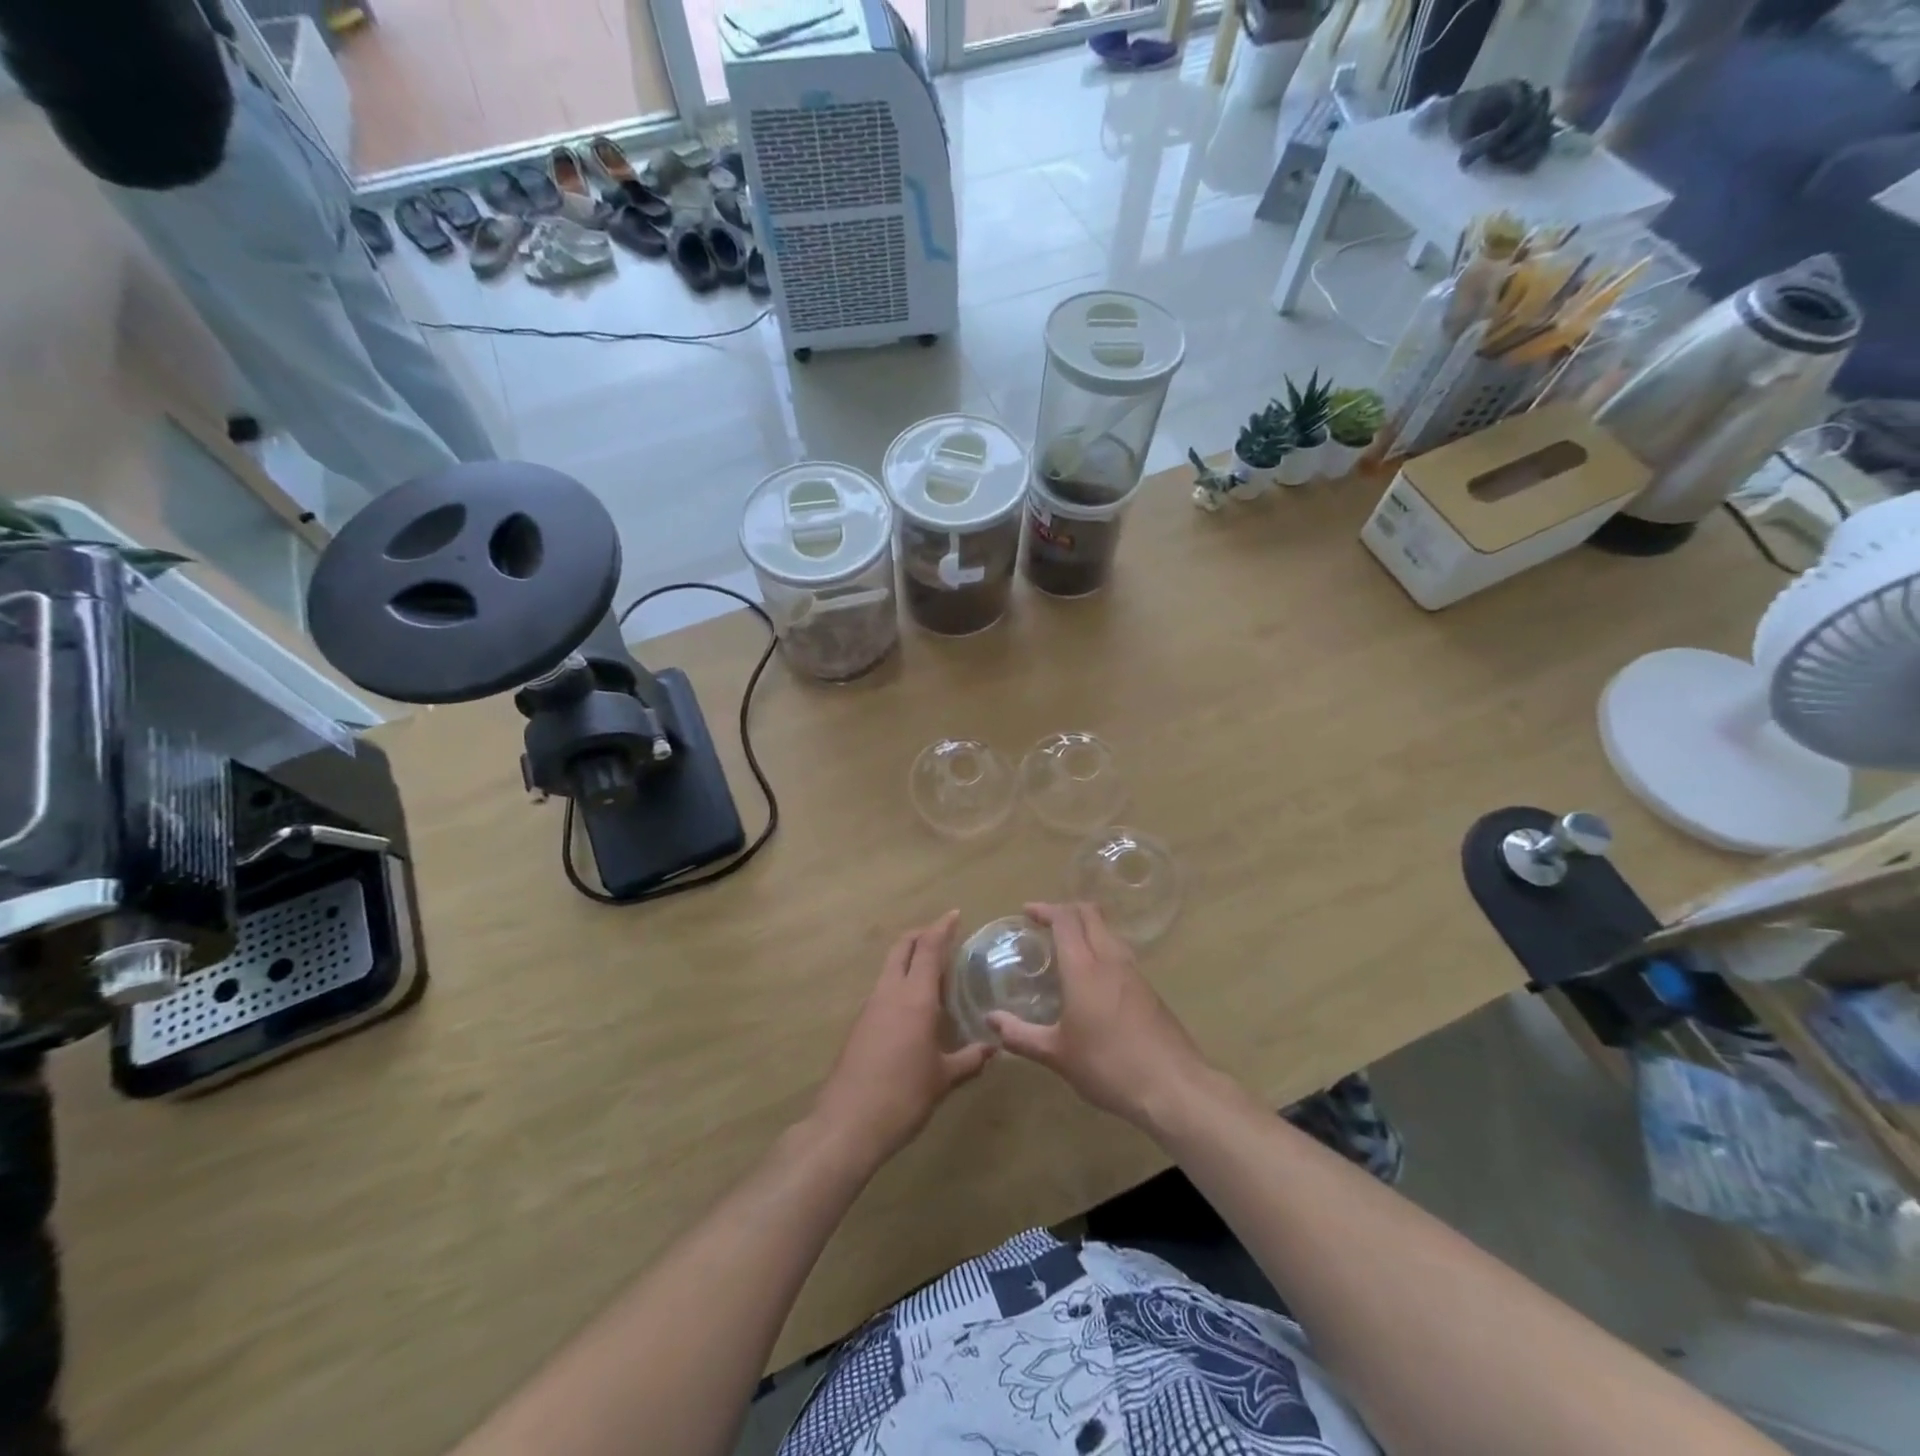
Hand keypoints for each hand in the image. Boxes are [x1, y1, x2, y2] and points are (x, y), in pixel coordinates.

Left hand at [809, 912, 994, 1173]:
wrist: (847, 1123)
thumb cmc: (903, 1096)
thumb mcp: (944, 1079)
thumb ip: (970, 1059)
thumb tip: (993, 1048)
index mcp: (915, 998)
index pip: (928, 948)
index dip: (942, 928)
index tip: (955, 914)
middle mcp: (890, 993)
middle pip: (902, 948)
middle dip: (921, 935)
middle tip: (941, 935)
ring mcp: (870, 1007)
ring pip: (889, 967)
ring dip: (908, 959)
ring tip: (931, 972)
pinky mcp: (859, 1025)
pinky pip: (882, 990)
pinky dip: (899, 983)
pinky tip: (911, 1006)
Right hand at [986, 902, 1209, 1131]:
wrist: (1173, 1086)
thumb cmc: (1108, 1066)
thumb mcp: (1057, 1055)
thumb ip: (1021, 1035)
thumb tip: (991, 1021)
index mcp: (1085, 968)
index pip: (1065, 920)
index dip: (1046, 909)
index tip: (1027, 911)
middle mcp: (1111, 960)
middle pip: (1091, 915)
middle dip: (1067, 910)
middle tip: (1045, 922)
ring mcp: (1134, 974)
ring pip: (1109, 932)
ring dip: (1087, 928)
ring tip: (1067, 947)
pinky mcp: (1149, 990)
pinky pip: (1121, 954)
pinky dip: (1102, 949)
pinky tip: (1094, 978)